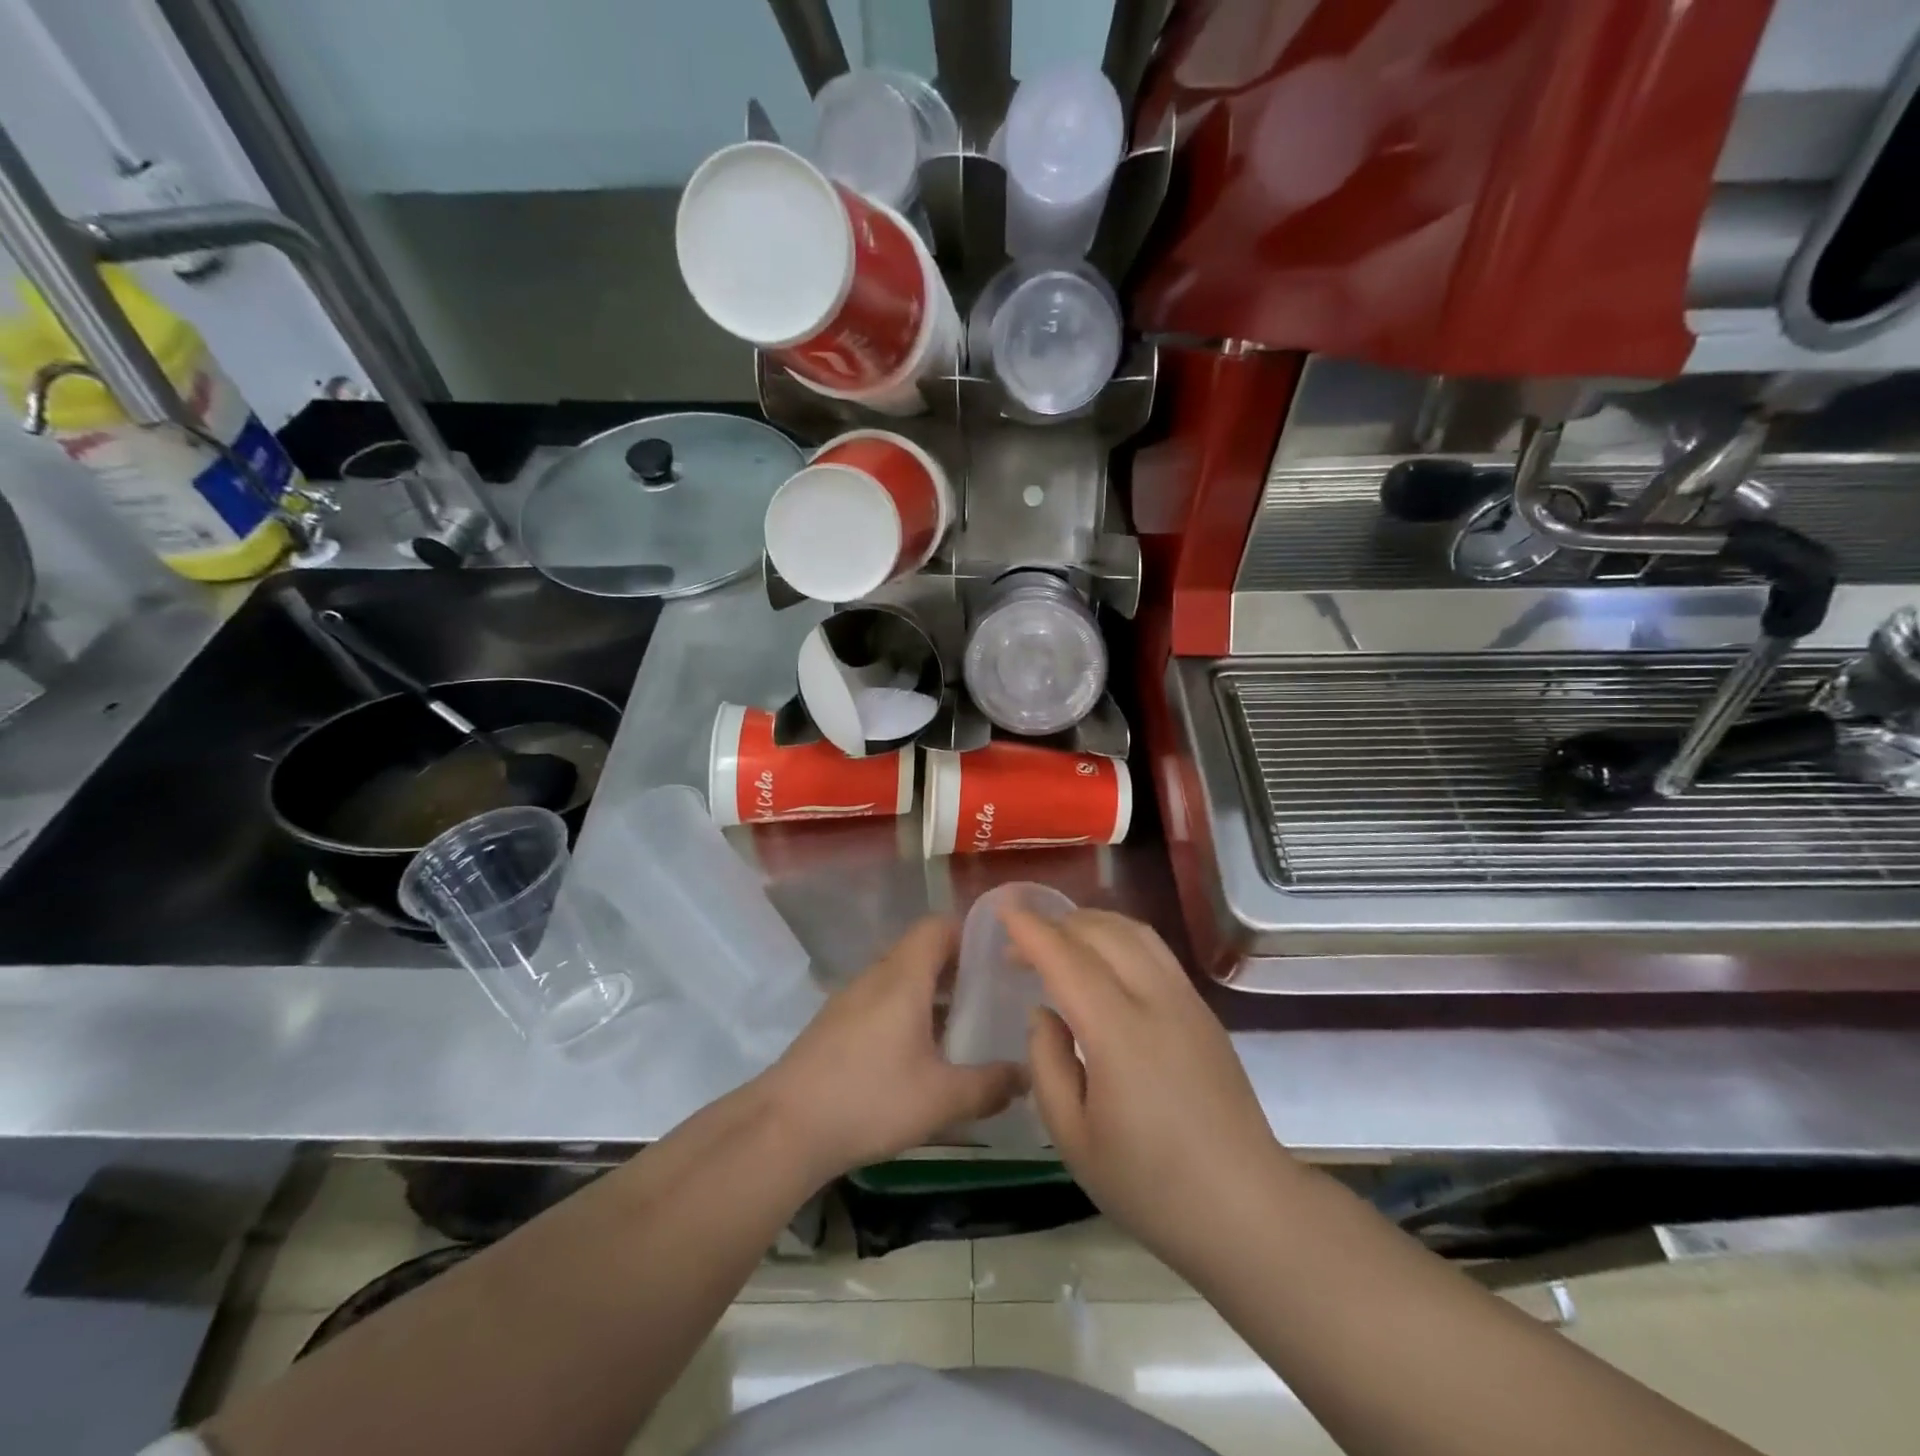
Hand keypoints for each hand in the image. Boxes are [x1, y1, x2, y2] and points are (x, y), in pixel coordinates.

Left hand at [762, 917, 1023, 1184]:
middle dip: (957, 967)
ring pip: (900, 978)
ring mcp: (850, 999)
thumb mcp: (941, 1098)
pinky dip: (906, 1011)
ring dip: (931, 992)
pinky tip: (919, 1053)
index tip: (998, 955)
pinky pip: (881, 1000)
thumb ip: (990, 1085)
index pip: (937, 926)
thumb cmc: (870, 1099)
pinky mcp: (835, 1024)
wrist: (784, 1128)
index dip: (969, 931)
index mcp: (904, 976)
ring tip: (963, 1025)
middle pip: (920, 951)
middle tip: (991, 994)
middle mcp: (876, 976)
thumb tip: (1026, 1076)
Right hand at [1007, 908, 1291, 1268]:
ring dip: (1090, 923)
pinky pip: (1155, 950)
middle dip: (1056, 924)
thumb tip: (1044, 1013)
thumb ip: (1047, 1065)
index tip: (1004, 911)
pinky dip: (1119, 936)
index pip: (1068, 960)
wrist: (1247, 1210)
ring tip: (1059, 939)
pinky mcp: (1204, 1010)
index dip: (1032, 931)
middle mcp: (1156, 1001)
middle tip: (1020, 943)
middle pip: (1102, 932)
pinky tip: (1103, 959)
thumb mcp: (1073, 1139)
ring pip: (1134, 932)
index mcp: (1119, 1034)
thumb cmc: (1150, 1186)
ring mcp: (1187, 1001)